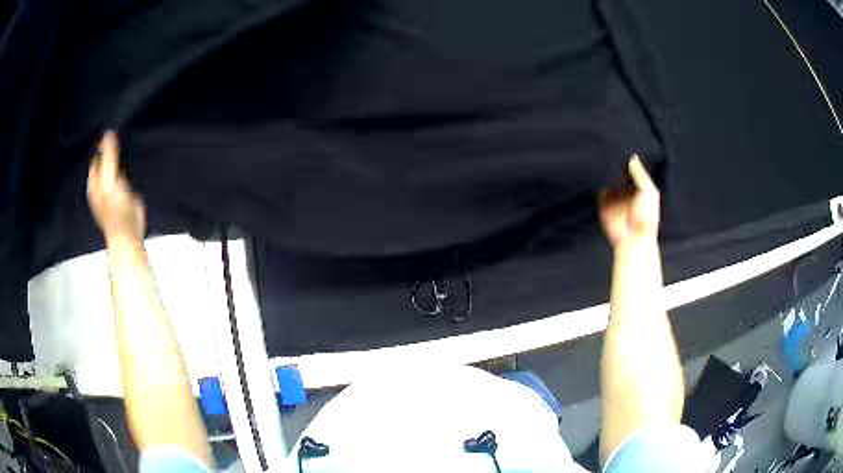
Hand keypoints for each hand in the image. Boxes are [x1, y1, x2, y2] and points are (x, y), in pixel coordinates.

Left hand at [87, 131, 145, 243]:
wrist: (128, 233)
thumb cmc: (115, 209)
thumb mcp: (109, 179)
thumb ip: (109, 156)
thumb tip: (109, 132)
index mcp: (93, 182)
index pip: (97, 156)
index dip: (104, 145)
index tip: (115, 129)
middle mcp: (101, 185)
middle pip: (105, 161)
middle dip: (112, 150)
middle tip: (123, 133)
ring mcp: (112, 190)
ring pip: (115, 167)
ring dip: (120, 158)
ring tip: (129, 143)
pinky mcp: (124, 195)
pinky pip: (125, 175)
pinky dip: (128, 168)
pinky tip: (134, 161)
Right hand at [599, 155, 659, 247]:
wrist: (633, 239)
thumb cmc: (646, 218)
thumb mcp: (649, 193)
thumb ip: (640, 175)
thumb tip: (632, 156)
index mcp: (639, 185)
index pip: (632, 166)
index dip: (627, 157)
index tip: (622, 145)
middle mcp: (626, 188)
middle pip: (618, 170)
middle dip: (614, 161)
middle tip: (609, 147)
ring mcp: (614, 194)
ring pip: (607, 176)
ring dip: (604, 169)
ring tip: (600, 155)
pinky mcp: (603, 201)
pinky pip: (598, 187)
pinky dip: (596, 180)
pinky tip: (595, 171)